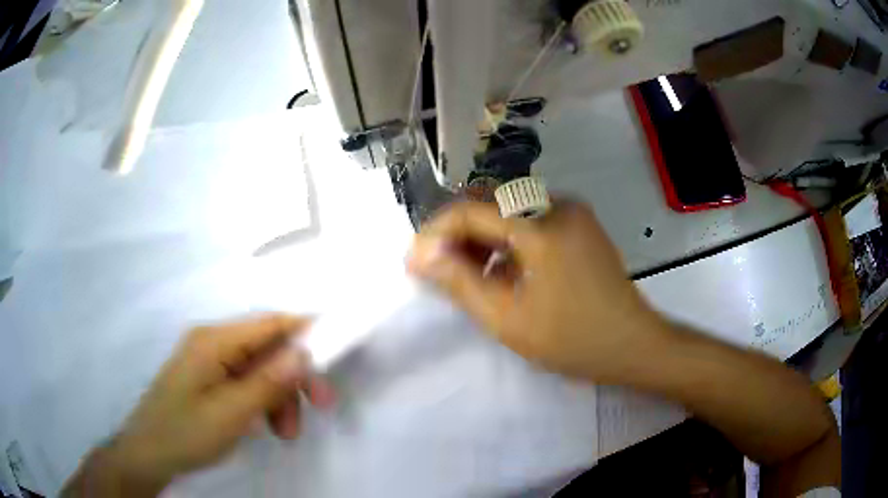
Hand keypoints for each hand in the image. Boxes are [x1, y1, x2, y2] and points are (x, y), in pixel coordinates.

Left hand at [64, 315, 325, 496]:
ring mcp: (208, 360)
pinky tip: (265, 426)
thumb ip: (268, 382)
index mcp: (214, 340)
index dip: (305, 330)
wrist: (149, 453)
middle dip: (295, 376)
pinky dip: (262, 401)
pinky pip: (245, 381)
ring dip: (279, 396)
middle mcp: (212, 342)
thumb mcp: (231, 413)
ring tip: (285, 432)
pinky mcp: (208, 378)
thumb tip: (303, 353)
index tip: (337, 350)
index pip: (269, 323)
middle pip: (267, 348)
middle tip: (321, 407)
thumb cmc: (186, 432)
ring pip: (259, 368)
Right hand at [407, 200, 664, 382]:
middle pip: (490, 203)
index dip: (436, 233)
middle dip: (456, 233)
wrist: (632, 343)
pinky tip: (500, 269)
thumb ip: (460, 281)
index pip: (471, 209)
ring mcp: (572, 211)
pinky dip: (506, 240)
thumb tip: (421, 254)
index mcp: (541, 225)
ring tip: (465, 273)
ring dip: (481, 236)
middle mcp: (557, 204)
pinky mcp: (579, 223)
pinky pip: (530, 220)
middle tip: (436, 269)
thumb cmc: (571, 339)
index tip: (414, 262)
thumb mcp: (507, 318)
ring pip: (509, 210)